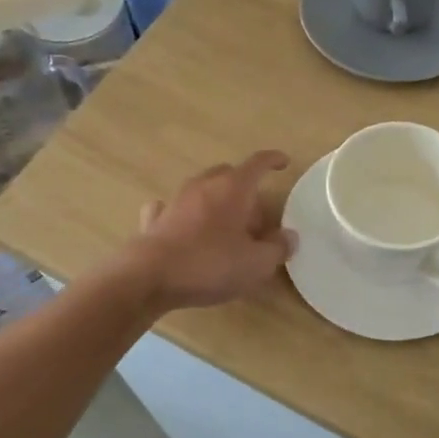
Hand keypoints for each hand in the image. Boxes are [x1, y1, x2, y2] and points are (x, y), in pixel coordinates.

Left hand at [127, 151, 297, 309]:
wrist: (149, 277)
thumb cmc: (210, 264)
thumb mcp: (256, 264)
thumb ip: (278, 248)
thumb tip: (289, 237)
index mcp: (233, 188)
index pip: (257, 163)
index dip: (273, 161)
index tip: (284, 162)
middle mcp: (204, 185)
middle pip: (228, 174)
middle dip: (245, 188)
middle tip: (255, 216)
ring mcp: (176, 200)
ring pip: (202, 189)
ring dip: (217, 201)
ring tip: (226, 226)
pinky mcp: (155, 220)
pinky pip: (172, 208)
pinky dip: (183, 214)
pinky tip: (184, 226)